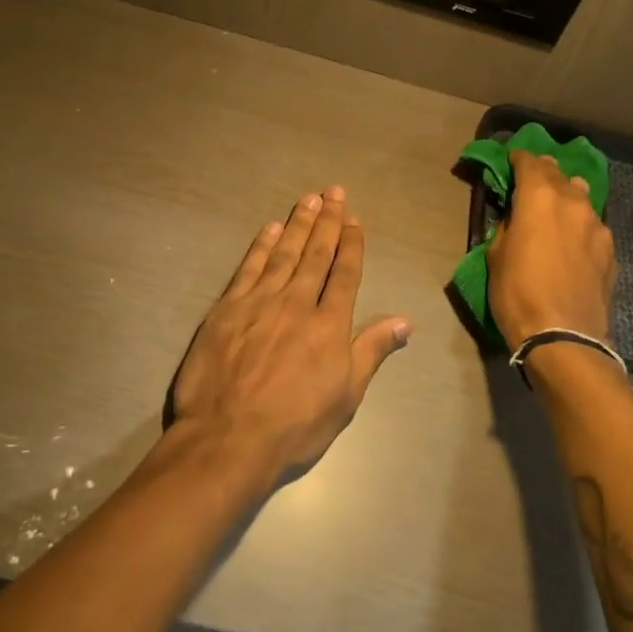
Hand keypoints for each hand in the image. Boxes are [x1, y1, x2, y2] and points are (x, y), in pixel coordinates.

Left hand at [171, 187, 410, 490]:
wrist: (227, 439)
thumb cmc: (294, 426)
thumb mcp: (346, 396)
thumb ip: (372, 352)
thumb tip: (405, 321)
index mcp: (329, 325)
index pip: (345, 274)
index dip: (351, 244)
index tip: (354, 220)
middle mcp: (297, 303)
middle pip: (316, 255)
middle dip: (328, 222)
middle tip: (334, 192)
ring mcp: (259, 303)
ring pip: (284, 254)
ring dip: (298, 225)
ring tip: (309, 200)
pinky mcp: (227, 309)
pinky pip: (249, 268)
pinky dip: (261, 246)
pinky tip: (270, 229)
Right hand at [487, 150, 616, 347]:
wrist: (564, 336)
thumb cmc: (518, 293)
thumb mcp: (496, 256)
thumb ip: (508, 226)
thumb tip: (517, 218)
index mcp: (540, 197)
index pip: (530, 163)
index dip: (519, 159)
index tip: (511, 161)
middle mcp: (573, 202)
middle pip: (558, 174)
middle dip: (544, 173)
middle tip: (532, 180)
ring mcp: (597, 225)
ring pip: (581, 196)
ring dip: (566, 196)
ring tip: (556, 208)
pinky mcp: (610, 250)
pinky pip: (592, 225)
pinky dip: (580, 224)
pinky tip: (572, 241)